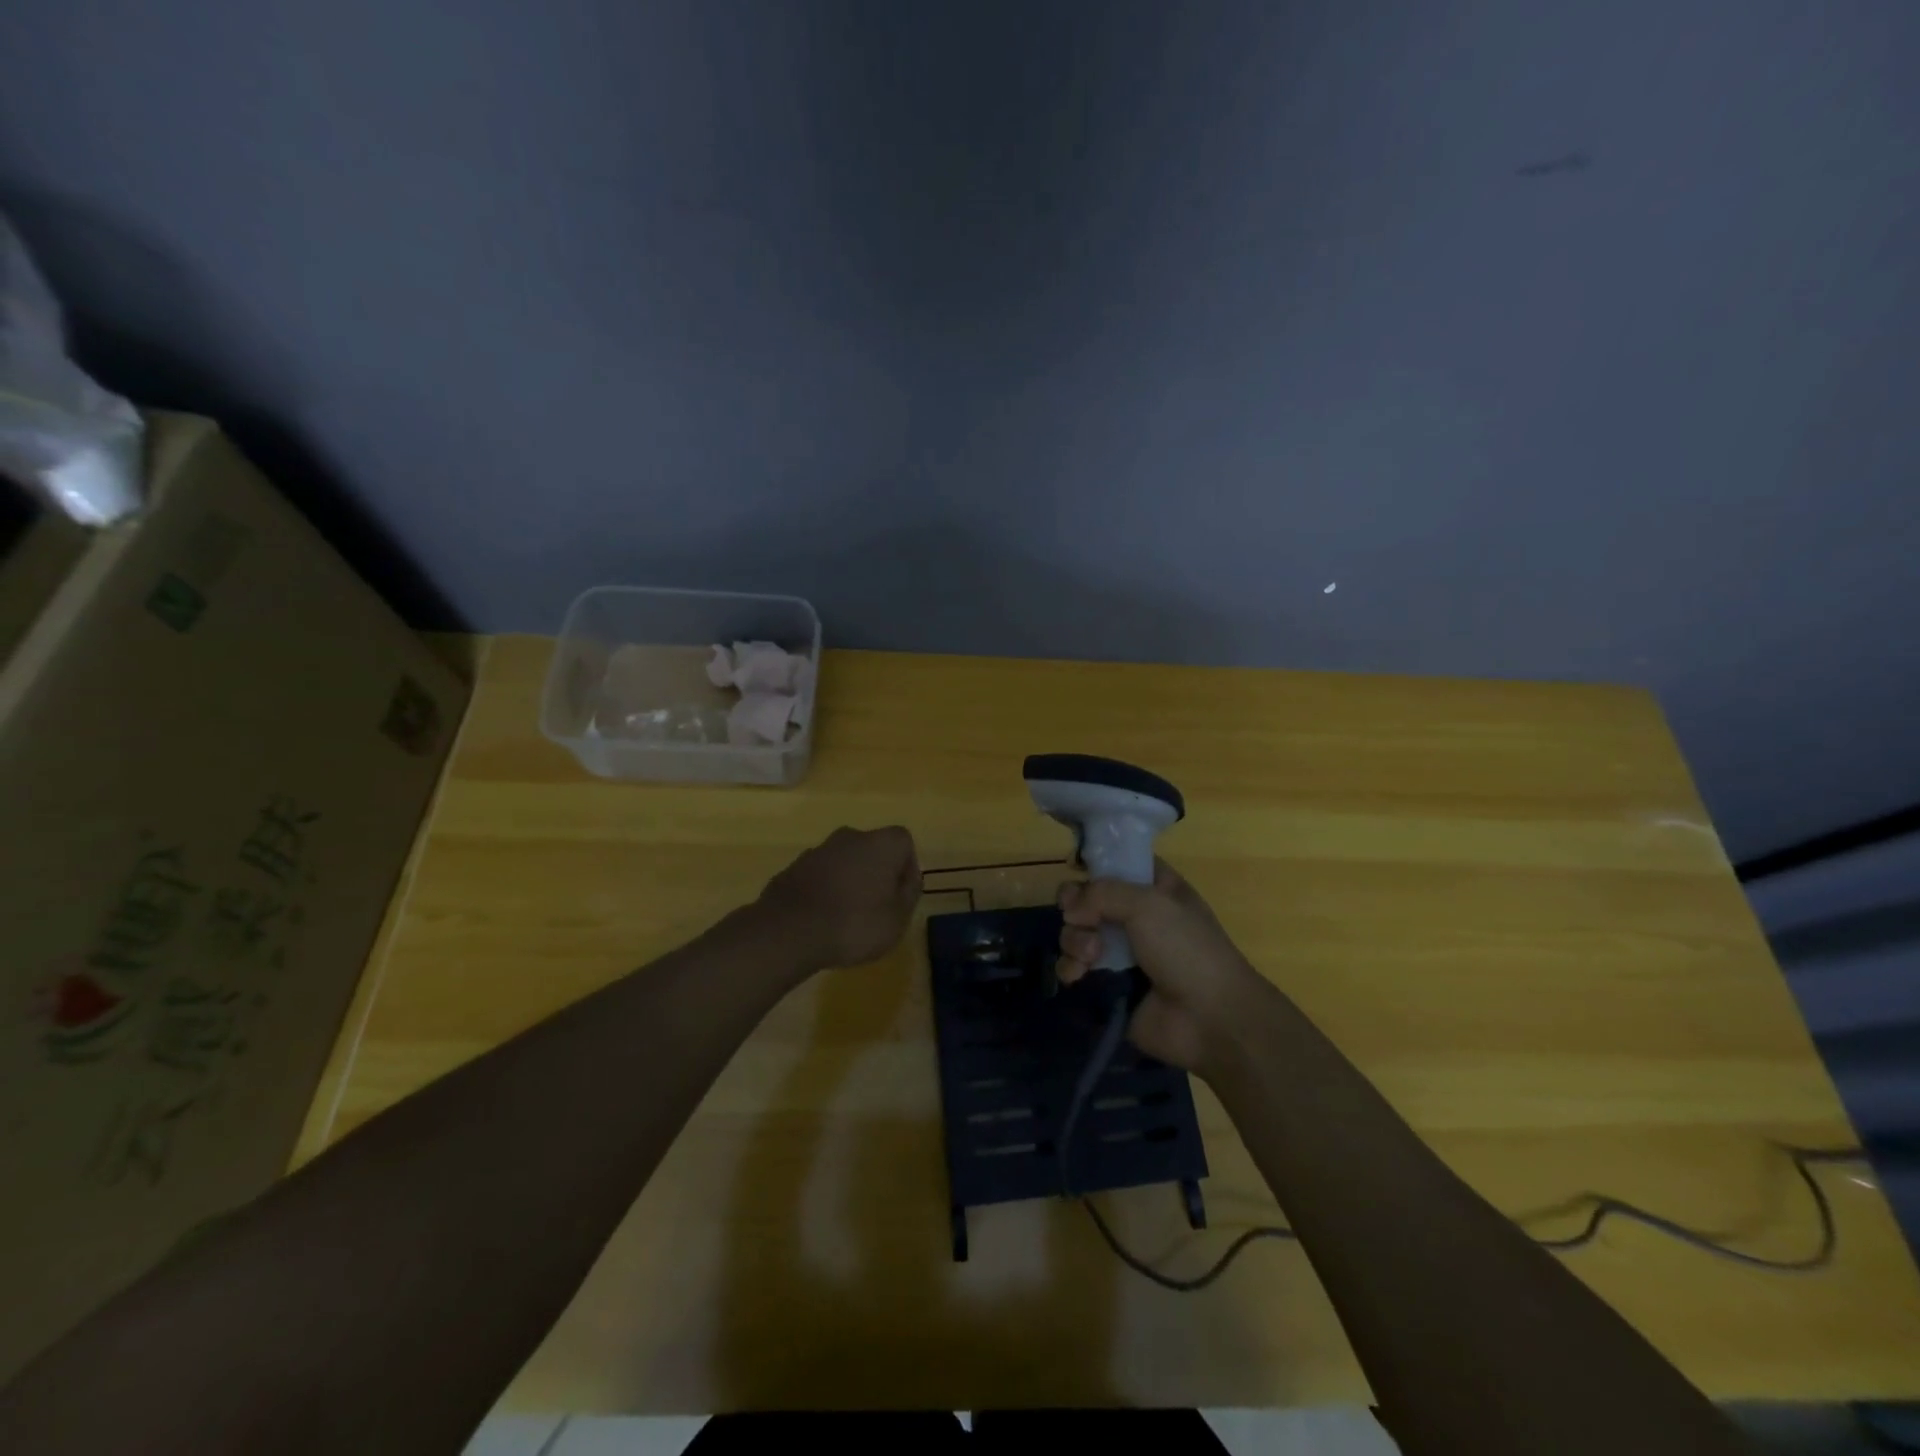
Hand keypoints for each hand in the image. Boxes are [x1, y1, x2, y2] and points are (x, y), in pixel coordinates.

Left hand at [756, 826, 920, 971]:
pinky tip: (822, 919)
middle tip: (877, 907)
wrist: (789, 931)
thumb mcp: (897, 918)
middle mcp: (850, 837)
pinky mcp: (793, 867)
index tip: (902, 896)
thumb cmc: (854, 923)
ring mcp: (818, 850)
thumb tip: (908, 879)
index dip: (907, 869)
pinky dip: (825, 890)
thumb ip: (908, 894)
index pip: (904, 843)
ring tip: (847, 917)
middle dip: (877, 874)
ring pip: (844, 861)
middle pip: (872, 850)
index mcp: (881, 843)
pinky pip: (820, 876)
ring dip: (849, 881)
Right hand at [1056, 859, 1269, 1074]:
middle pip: (1086, 899)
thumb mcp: (1149, 904)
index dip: (1094, 866)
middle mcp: (1135, 917)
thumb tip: (1069, 909)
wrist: (1209, 1019)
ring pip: (1076, 933)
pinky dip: (1071, 968)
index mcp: (1155, 889)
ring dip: (1075, 941)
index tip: (1077, 871)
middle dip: (1077, 909)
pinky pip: (1074, 968)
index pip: (1117, 864)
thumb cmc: (1187, 949)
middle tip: (1082, 920)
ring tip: (1090, 956)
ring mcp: (1119, 952)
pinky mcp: (1107, 984)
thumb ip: (1101, 893)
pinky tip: (1079, 975)